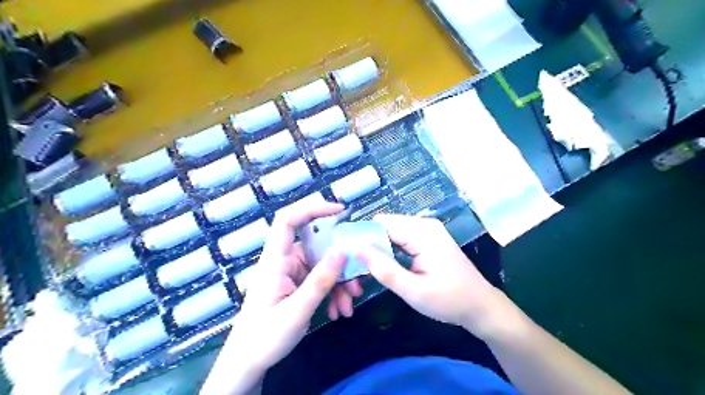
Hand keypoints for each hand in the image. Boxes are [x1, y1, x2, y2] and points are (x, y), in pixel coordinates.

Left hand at [227, 204, 359, 370]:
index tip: (339, 211)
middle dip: (340, 262)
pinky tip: (339, 310)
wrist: (248, 362)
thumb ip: (320, 280)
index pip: (288, 220)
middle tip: (358, 281)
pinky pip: (321, 279)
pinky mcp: (298, 284)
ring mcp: (292, 273)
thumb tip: (343, 251)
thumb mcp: (297, 310)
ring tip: (349, 305)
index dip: (311, 208)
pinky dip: (334, 292)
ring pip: (324, 265)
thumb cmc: (264, 337)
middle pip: (317, 246)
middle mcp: (285, 261)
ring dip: (340, 283)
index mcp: (275, 260)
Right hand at [359, 215, 507, 337]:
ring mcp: (426, 230)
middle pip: (384, 226)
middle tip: (356, 268)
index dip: (361, 237)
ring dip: (377, 248)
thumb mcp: (413, 291)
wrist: (481, 306)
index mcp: (422, 233)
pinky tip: (383, 266)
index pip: (380, 224)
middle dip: (368, 244)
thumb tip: (355, 248)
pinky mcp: (427, 238)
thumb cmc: (450, 301)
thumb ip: (383, 269)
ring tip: (366, 269)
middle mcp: (424, 225)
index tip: (346, 256)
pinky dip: (388, 250)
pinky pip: (399, 238)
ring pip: (390, 232)